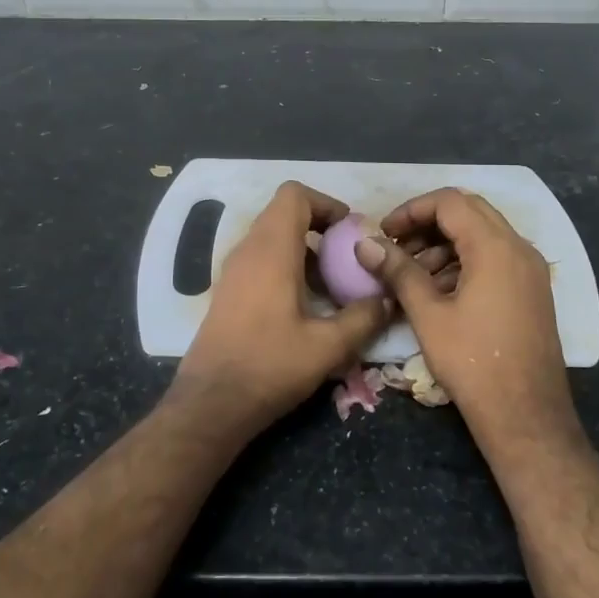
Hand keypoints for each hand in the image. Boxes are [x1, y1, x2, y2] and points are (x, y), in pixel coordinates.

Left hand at [173, 181, 390, 435]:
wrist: (212, 403)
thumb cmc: (270, 366)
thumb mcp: (328, 346)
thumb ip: (364, 318)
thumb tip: (386, 299)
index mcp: (271, 250)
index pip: (294, 194)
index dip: (326, 203)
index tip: (350, 232)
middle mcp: (247, 250)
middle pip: (284, 213)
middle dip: (320, 228)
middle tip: (348, 259)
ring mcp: (233, 270)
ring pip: (272, 238)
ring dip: (305, 250)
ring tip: (332, 286)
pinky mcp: (228, 291)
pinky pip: (261, 260)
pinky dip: (286, 266)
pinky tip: (305, 306)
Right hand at [354, 188, 576, 447]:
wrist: (526, 415)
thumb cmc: (473, 362)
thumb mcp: (428, 314)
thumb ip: (398, 271)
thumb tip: (365, 244)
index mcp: (495, 247)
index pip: (450, 202)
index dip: (411, 210)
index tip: (384, 232)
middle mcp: (519, 249)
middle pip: (469, 211)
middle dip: (428, 223)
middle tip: (397, 246)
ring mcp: (531, 270)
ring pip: (483, 235)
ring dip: (445, 244)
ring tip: (412, 274)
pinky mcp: (532, 291)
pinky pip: (495, 258)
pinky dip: (465, 261)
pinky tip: (439, 291)